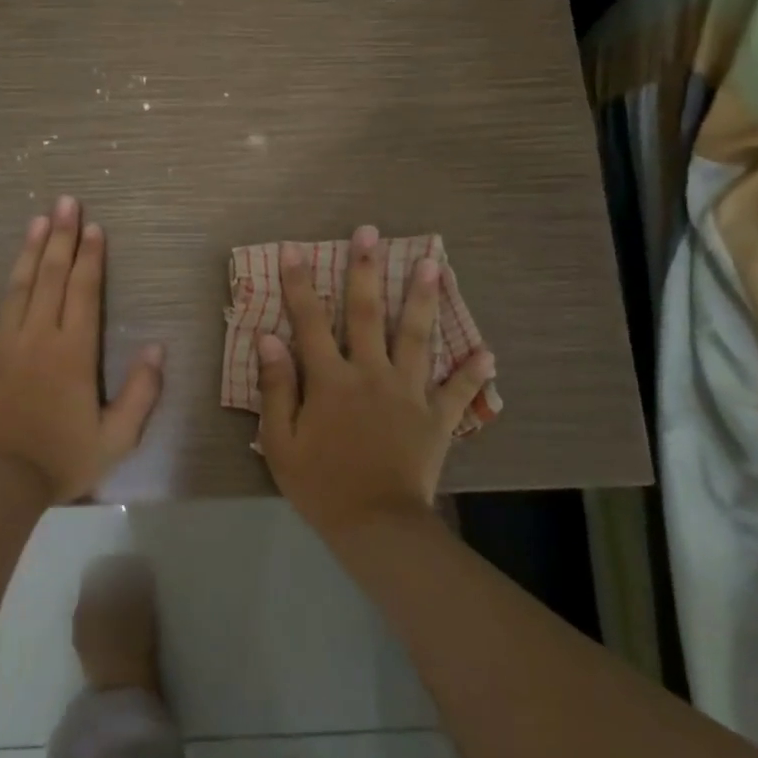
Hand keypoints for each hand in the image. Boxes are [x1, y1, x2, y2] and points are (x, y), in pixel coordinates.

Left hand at [0, 195, 164, 502]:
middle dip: (61, 237)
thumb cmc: (63, 458)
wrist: (0, 484)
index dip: (91, 257)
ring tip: (36, 221)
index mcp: (74, 351)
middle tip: (65, 203)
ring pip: (17, 289)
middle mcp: (38, 337)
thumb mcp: (118, 436)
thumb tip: (157, 347)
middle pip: (51, 277)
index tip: (95, 227)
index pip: (84, 291)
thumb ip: (142, 391)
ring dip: (28, 253)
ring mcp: (2, 346)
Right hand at [256, 224, 494, 538]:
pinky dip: (472, 373)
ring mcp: (408, 392)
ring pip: (416, 337)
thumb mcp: (281, 442)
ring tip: (433, 263)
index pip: (310, 322)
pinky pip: (457, 391)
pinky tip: (488, 353)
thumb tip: (269, 339)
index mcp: (330, 380)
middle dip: (366, 269)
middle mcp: (370, 374)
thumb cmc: (321, 485)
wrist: (375, 525)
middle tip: (371, 232)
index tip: (293, 250)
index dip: (300, 285)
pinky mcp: (436, 417)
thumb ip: (277, 388)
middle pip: (367, 314)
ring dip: (422, 299)